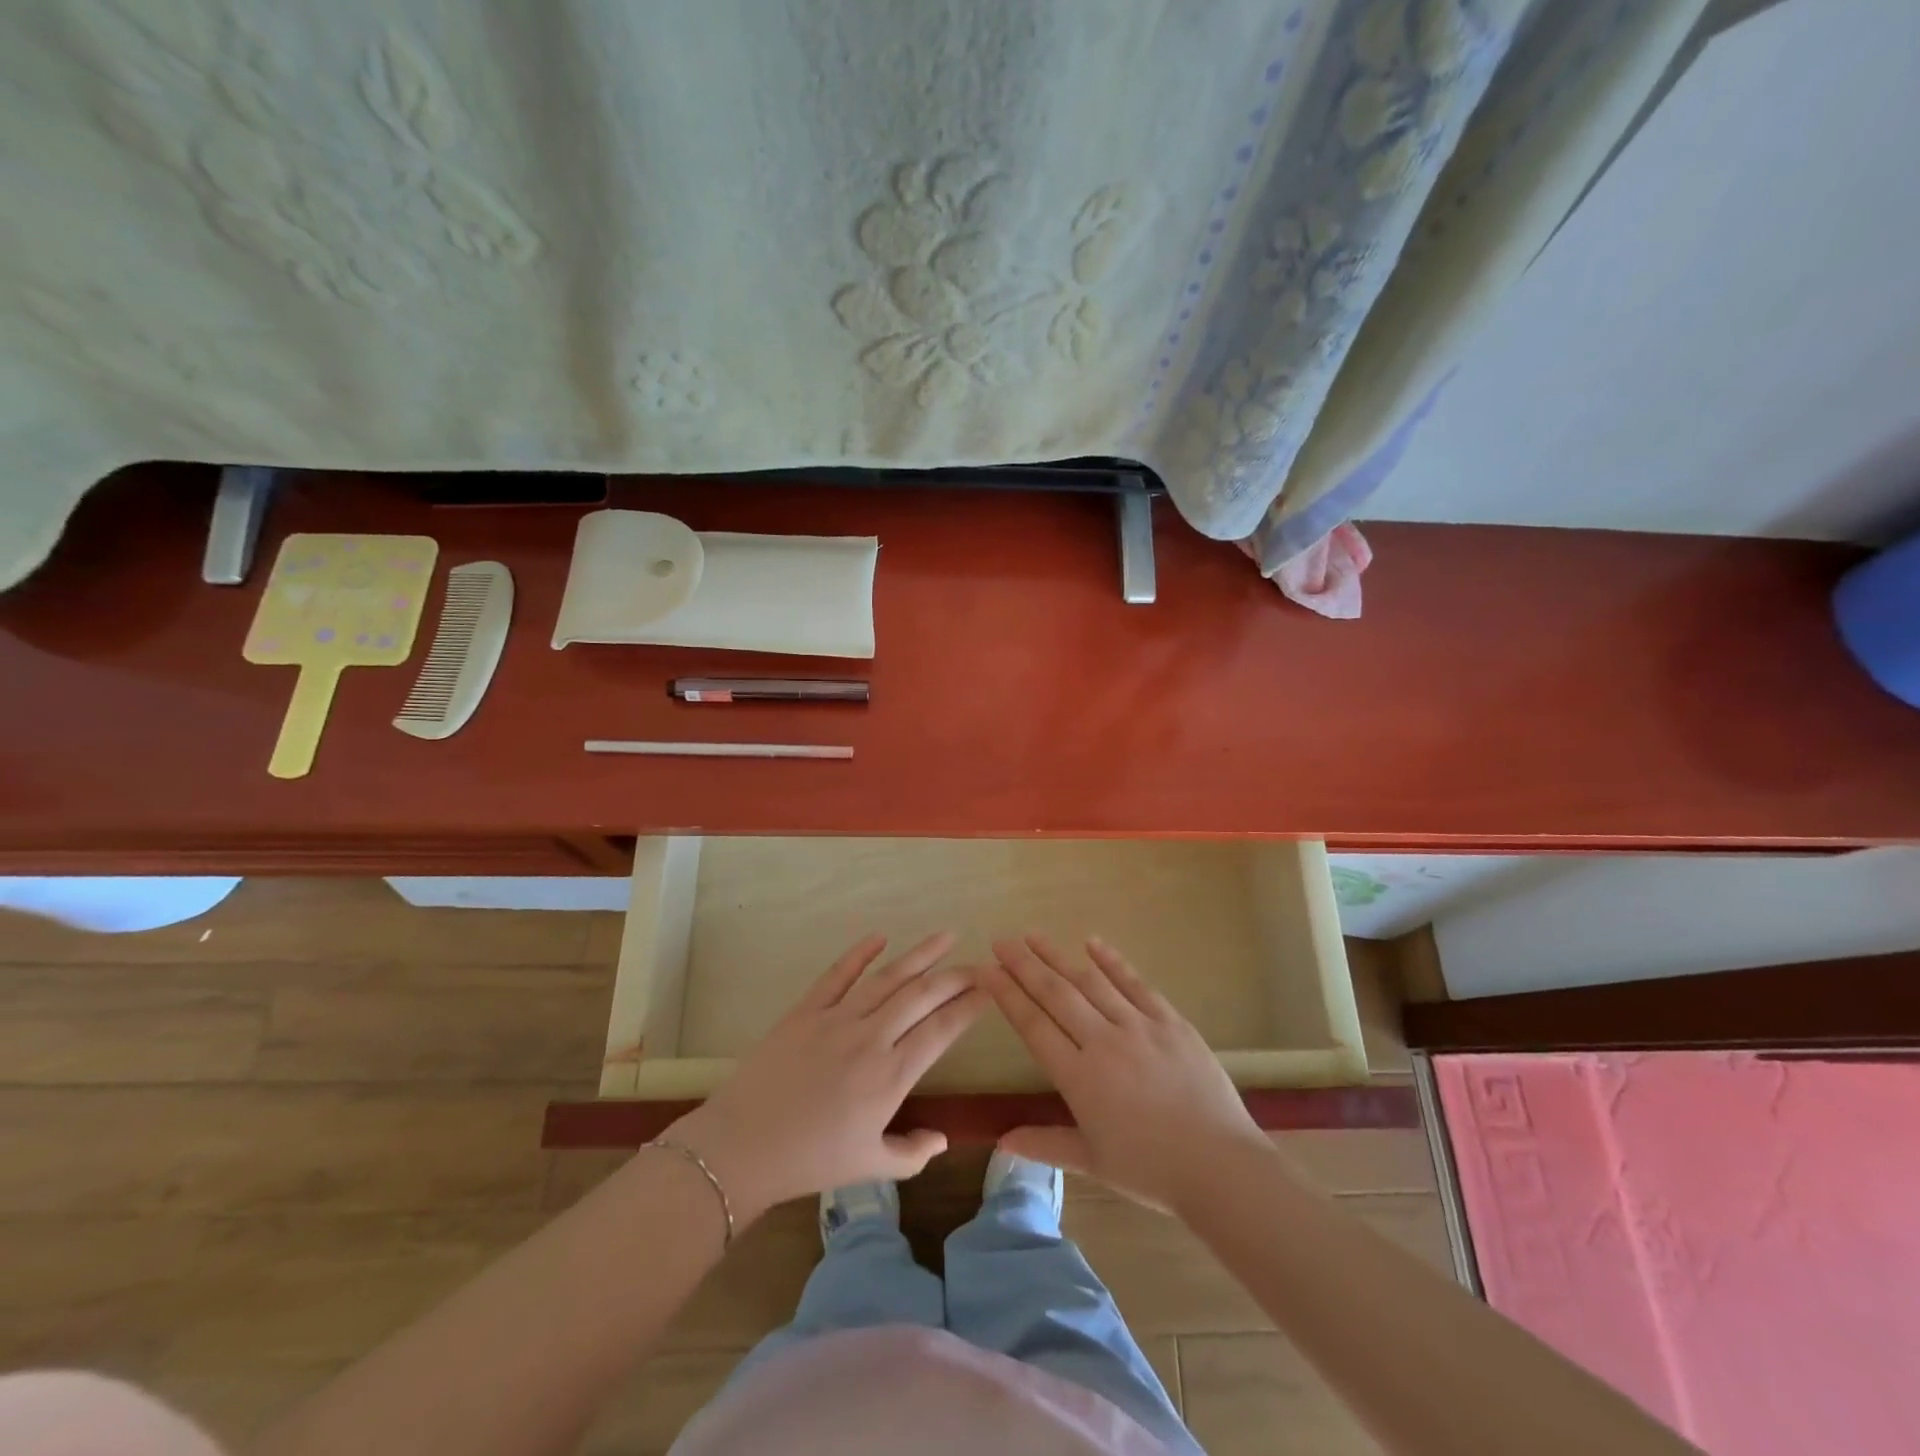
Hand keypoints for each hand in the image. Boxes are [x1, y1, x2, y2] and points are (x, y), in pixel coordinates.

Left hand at [664, 933, 985, 1222]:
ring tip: (945, 936)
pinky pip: (837, 974)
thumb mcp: (869, 1167)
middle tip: (976, 965)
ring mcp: (837, 1019)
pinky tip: (880, 936)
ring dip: (920, 955)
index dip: (969, 1007)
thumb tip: (942, 1138)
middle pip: (922, 996)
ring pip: (888, 978)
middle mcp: (871, 1038)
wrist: (742, 1147)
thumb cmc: (810, 1161)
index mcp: (891, 1076)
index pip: (942, 1030)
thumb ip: (912, 1154)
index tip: (989, 990)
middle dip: (954, 977)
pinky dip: (859, 953)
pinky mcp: (806, 1010)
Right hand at [981, 935, 1266, 1211]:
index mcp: (1079, 1078)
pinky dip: (1112, 962)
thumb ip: (1045, 1144)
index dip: (1007, 995)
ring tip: (1034, 936)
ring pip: (1090, 982)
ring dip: (1058, 957)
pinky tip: (1092, 942)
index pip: (1033, 1025)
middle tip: (1001, 940)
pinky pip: (1135, 984)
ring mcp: (1139, 1027)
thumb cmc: (1152, 1170)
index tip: (986, 970)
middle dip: (1024, 965)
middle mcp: (1103, 1042)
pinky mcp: (1170, 1021)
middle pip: (1056, 994)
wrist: (1220, 1167)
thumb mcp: (1093, 1162)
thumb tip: (1001, 1142)